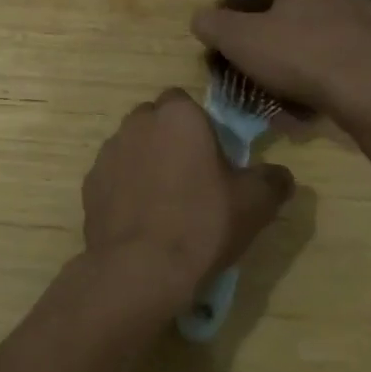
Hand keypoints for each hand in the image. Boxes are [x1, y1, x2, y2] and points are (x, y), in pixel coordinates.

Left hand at [81, 89, 293, 311]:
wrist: (141, 269)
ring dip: (145, 163)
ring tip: (164, 204)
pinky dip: (125, 189)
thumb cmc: (203, 223)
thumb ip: (273, 180)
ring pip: (132, 147)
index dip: (198, 126)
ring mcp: (108, 153)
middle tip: (191, 179)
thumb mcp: (255, 203)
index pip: (184, 102)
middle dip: (169, 141)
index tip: (211, 157)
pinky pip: (114, 177)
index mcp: (177, 116)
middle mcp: (137, 123)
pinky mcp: (90, 183)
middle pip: (155, 122)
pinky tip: (141, 220)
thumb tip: (280, 175)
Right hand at [190, 0, 370, 118]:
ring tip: (303, 77)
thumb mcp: (240, 39)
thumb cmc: (299, 54)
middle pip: (328, 0)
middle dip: (309, 18)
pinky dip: (340, 76)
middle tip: (285, 42)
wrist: (365, 92)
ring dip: (326, 48)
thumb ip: (215, 26)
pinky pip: (356, 64)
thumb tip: (199, 17)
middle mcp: (346, 0)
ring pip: (344, 33)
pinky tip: (322, 99)